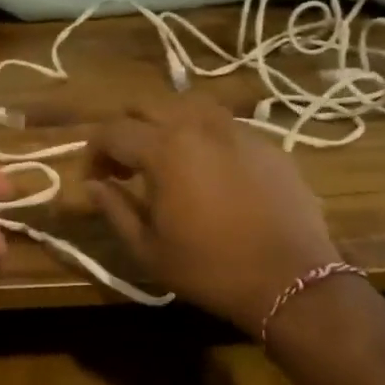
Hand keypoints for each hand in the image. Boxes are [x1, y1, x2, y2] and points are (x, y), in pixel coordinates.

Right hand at [87, 97, 341, 334]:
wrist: (292, 279)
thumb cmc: (211, 269)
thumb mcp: (148, 248)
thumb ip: (114, 209)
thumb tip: (92, 185)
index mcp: (164, 148)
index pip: (112, 132)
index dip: (93, 153)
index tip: (94, 179)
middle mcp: (199, 125)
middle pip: (146, 105)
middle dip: (126, 130)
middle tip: (124, 167)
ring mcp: (238, 129)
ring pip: (188, 105)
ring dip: (165, 125)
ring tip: (166, 160)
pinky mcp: (267, 143)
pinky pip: (223, 125)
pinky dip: (203, 137)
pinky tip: (209, 172)